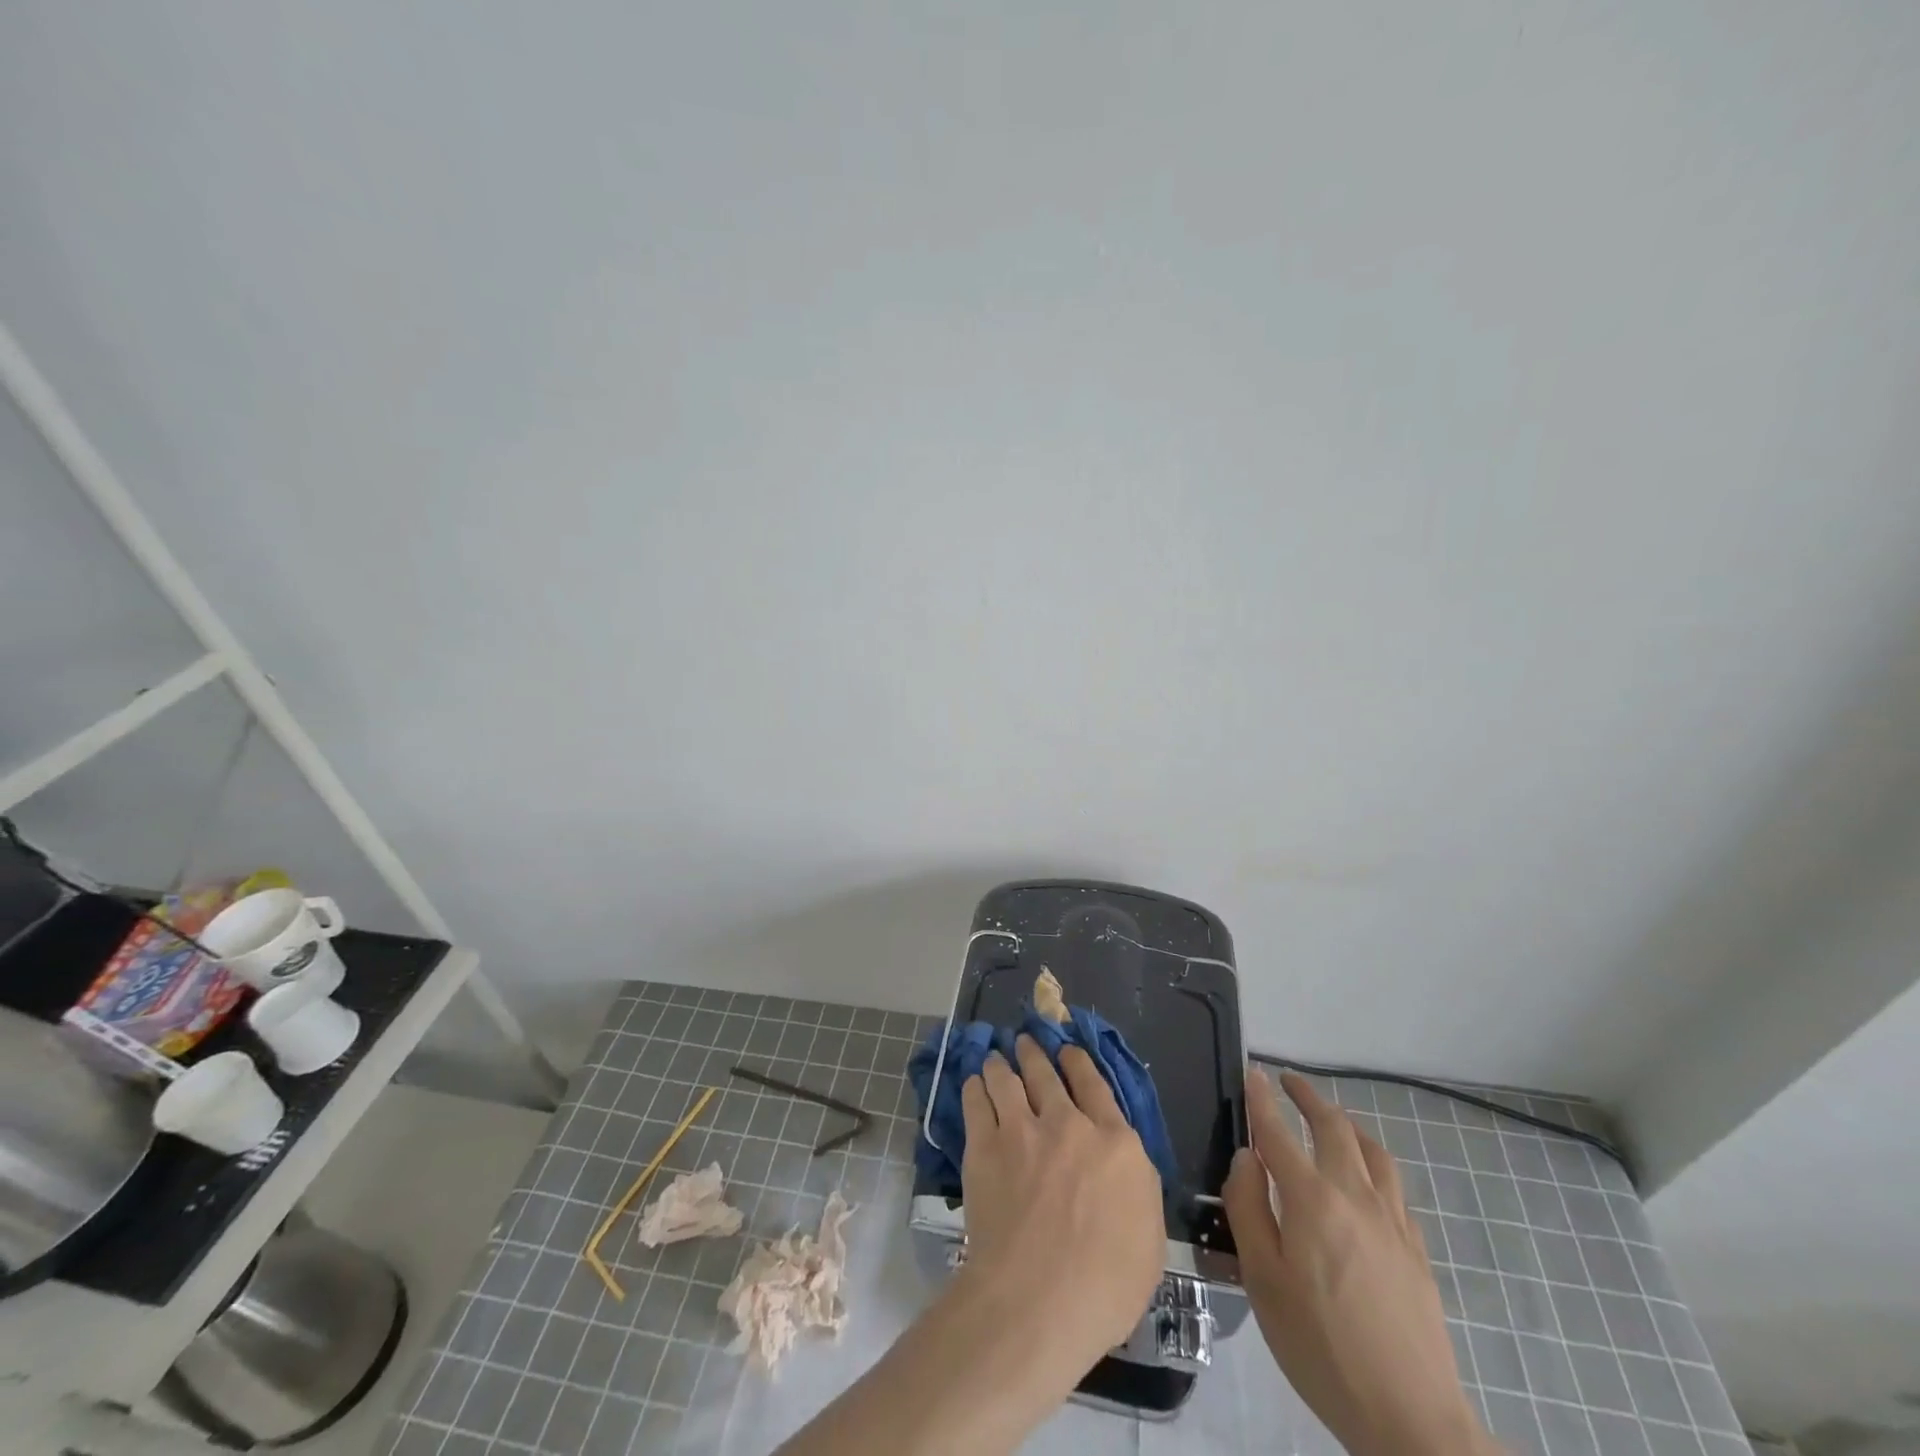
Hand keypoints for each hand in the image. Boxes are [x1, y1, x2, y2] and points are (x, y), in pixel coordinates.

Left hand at [959, 1037, 1163, 1376]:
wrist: (1037, 1300)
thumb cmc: (1105, 1284)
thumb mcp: (1149, 1236)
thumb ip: (1137, 1187)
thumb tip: (1122, 1165)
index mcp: (1115, 1143)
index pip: (1094, 1084)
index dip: (1077, 1061)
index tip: (1066, 1051)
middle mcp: (1068, 1123)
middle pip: (1046, 1073)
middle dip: (1034, 1052)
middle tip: (1024, 1041)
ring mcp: (1021, 1130)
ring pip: (1007, 1078)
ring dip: (1002, 1063)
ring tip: (995, 1058)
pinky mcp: (984, 1146)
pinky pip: (976, 1101)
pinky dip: (975, 1087)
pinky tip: (973, 1084)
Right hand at [1225, 1068, 1495, 1455]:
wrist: (1410, 1417)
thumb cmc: (1319, 1346)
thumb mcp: (1262, 1279)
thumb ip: (1248, 1208)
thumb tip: (1246, 1157)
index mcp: (1312, 1200)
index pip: (1279, 1132)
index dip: (1262, 1099)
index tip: (1253, 1072)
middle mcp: (1355, 1196)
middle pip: (1334, 1127)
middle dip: (1309, 1097)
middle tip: (1288, 1082)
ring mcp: (1392, 1222)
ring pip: (1372, 1151)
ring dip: (1346, 1123)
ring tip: (1330, 1120)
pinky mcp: (1416, 1250)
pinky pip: (1393, 1186)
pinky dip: (1372, 1163)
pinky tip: (1365, 1180)